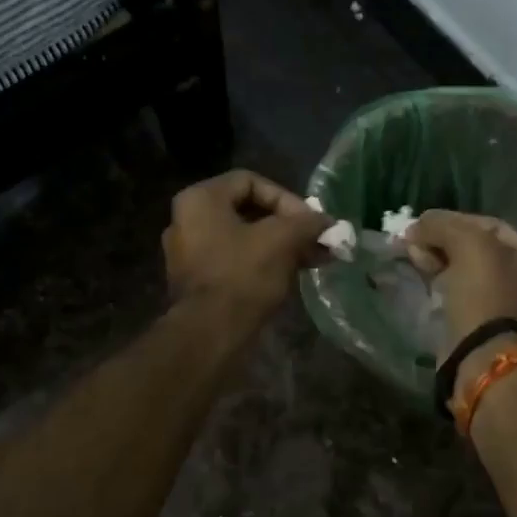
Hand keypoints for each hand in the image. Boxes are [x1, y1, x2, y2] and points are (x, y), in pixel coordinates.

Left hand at [162, 170, 331, 318]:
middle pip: (248, 211)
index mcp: (200, 199)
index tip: (309, 221)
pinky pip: (235, 261)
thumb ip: (308, 223)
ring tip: (313, 260)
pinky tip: (292, 275)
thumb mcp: (283, 240)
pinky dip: (263, 263)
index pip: (251, 182)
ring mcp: (188, 253)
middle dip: (288, 225)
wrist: (210, 334)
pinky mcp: (197, 281)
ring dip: (280, 245)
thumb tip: (328, 222)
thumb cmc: (243, 274)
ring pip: (244, 238)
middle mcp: (187, 221)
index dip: (286, 198)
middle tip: (316, 240)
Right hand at [406, 211, 516, 354]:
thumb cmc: (487, 297)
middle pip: (478, 252)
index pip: (492, 227)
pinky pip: (459, 299)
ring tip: (413, 259)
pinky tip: (421, 281)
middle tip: (414, 242)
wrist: (483, 363)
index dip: (455, 221)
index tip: (424, 223)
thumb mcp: (470, 246)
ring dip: (438, 263)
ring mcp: (509, 312)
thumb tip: (417, 226)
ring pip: (466, 275)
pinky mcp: (485, 333)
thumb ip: (444, 225)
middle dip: (444, 243)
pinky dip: (440, 288)